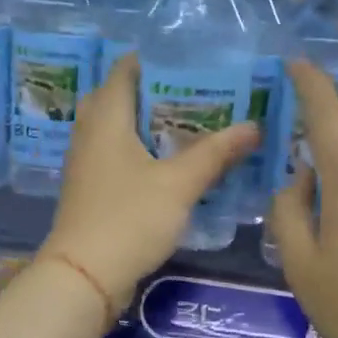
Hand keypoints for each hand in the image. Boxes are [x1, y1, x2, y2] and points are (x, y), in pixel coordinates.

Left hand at [41, 55, 257, 315]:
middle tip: (195, 94)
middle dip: (155, 92)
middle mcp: (89, 133)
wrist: (83, 277)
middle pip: (119, 98)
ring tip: (189, 125)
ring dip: (148, 124)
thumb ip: (215, 153)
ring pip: (117, 129)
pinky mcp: (90, 190)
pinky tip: (168, 164)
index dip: (155, 59)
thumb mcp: (179, 184)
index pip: (125, 70)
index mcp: (106, 118)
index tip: (191, 61)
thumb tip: (253, 126)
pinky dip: (140, 150)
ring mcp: (86, 163)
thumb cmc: (129, 218)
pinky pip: (115, 155)